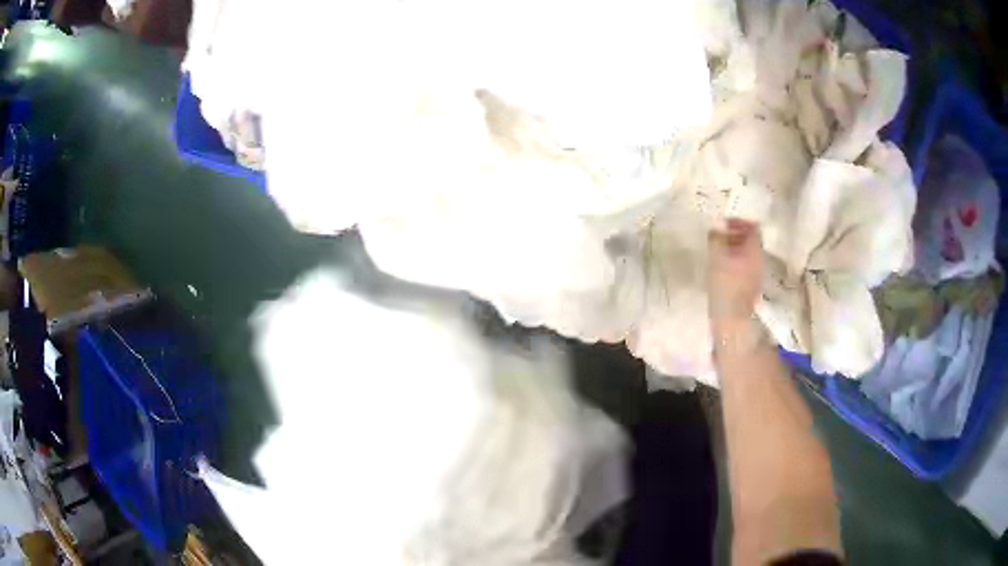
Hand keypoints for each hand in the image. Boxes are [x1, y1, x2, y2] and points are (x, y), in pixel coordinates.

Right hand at [708, 219, 762, 330]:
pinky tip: (721, 266)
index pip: (753, 228)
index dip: (740, 221)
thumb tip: (717, 224)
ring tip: (717, 249)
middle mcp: (759, 261)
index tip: (724, 221)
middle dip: (735, 234)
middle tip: (718, 234)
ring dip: (733, 248)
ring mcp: (756, 275)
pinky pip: (744, 266)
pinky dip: (734, 260)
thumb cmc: (725, 288)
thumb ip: (717, 239)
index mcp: (754, 252)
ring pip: (746, 254)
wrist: (731, 322)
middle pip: (750, 240)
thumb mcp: (716, 259)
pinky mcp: (750, 286)